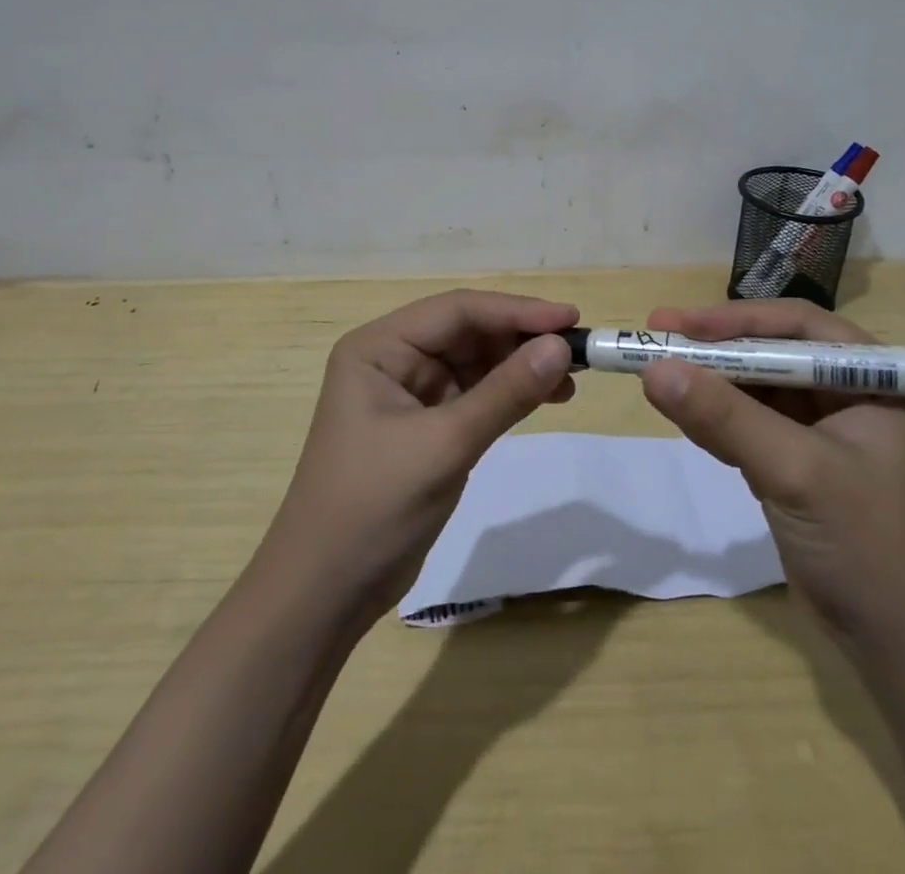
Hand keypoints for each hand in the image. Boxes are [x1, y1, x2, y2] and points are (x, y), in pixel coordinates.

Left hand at [250, 290, 578, 633]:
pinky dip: (510, 394)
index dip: (517, 311)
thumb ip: (505, 393)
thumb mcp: (444, 445)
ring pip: (476, 362)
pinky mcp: (425, 425)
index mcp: (379, 347)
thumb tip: (562, 347)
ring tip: (572, 377)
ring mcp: (409, 392)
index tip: (571, 319)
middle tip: (579, 350)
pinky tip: (547, 398)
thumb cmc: (373, 507)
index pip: (458, 311)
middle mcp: (392, 359)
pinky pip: (475, 394)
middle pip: (468, 332)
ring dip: (521, 366)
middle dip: (522, 338)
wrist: (325, 593)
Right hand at [639, 300, 904, 647]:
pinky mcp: (796, 461)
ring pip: (754, 387)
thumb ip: (725, 416)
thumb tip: (653, 369)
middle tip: (655, 335)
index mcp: (871, 377)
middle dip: (714, 349)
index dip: (736, 320)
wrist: (898, 646)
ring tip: (653, 369)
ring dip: (707, 382)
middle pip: (770, 352)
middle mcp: (847, 392)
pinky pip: (746, 424)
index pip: (798, 326)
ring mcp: (820, 428)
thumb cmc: (864, 543)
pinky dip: (712, 418)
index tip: (680, 324)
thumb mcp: (794, 469)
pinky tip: (678, 411)